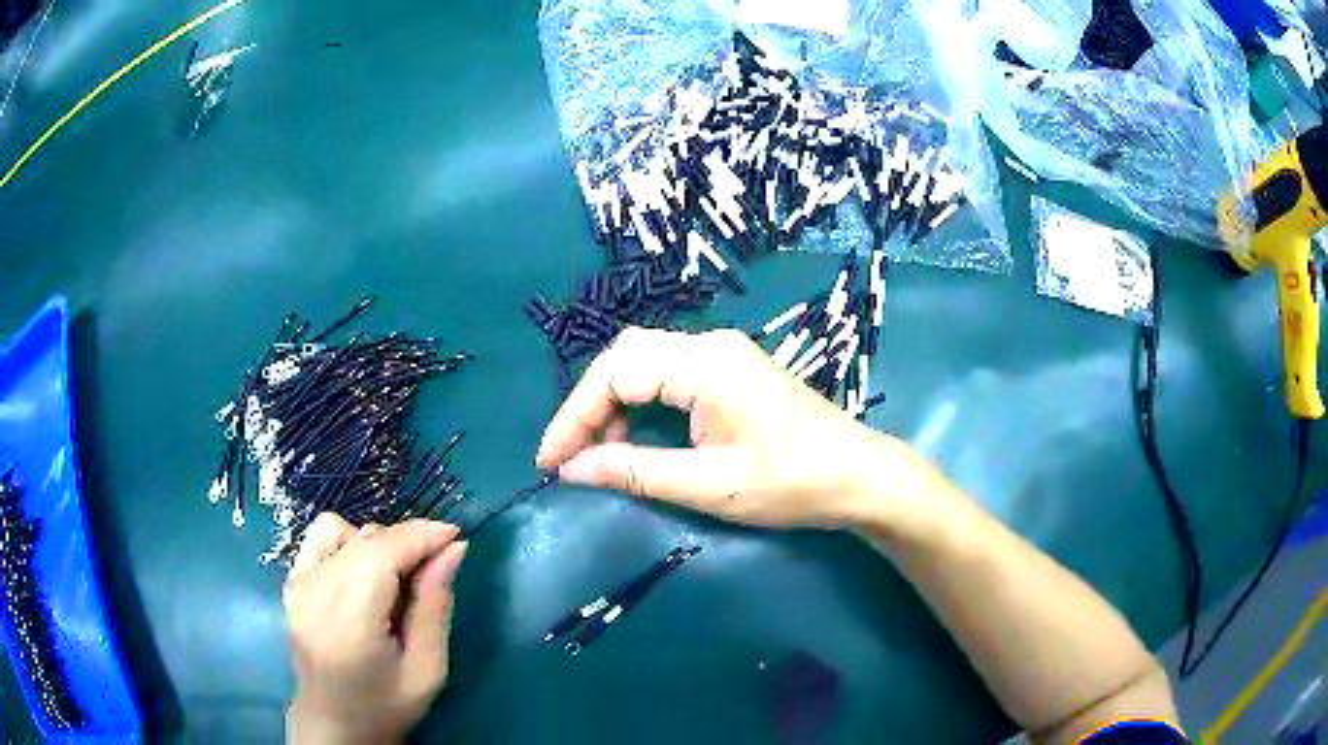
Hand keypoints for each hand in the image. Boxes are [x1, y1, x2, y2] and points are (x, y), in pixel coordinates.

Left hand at [284, 514, 467, 743]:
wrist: (333, 721)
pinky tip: (364, 572)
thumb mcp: (427, 670)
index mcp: (349, 625)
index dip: (420, 536)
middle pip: (365, 539)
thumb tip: (454, 549)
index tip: (455, 537)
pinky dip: (349, 541)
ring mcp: (297, 584)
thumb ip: (435, 607)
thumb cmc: (387, 706)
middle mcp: (314, 595)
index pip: (381, 555)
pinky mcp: (292, 581)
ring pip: (342, 529)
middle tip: (436, 566)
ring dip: (377, 543)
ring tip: (395, 577)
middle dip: (407, 541)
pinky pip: (320, 535)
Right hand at [536, 328, 946, 532]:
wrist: (858, 476)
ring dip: (614, 403)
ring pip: (646, 362)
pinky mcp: (733, 370)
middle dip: (589, 405)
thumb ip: (636, 471)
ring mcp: (724, 354)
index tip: (551, 462)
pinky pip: (669, 372)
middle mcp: (710, 344)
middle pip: (626, 356)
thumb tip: (572, 469)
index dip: (574, 416)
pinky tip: (637, 437)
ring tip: (599, 453)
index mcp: (704, 364)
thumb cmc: (790, 483)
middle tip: (571, 455)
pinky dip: (641, 402)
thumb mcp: (708, 485)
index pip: (616, 372)